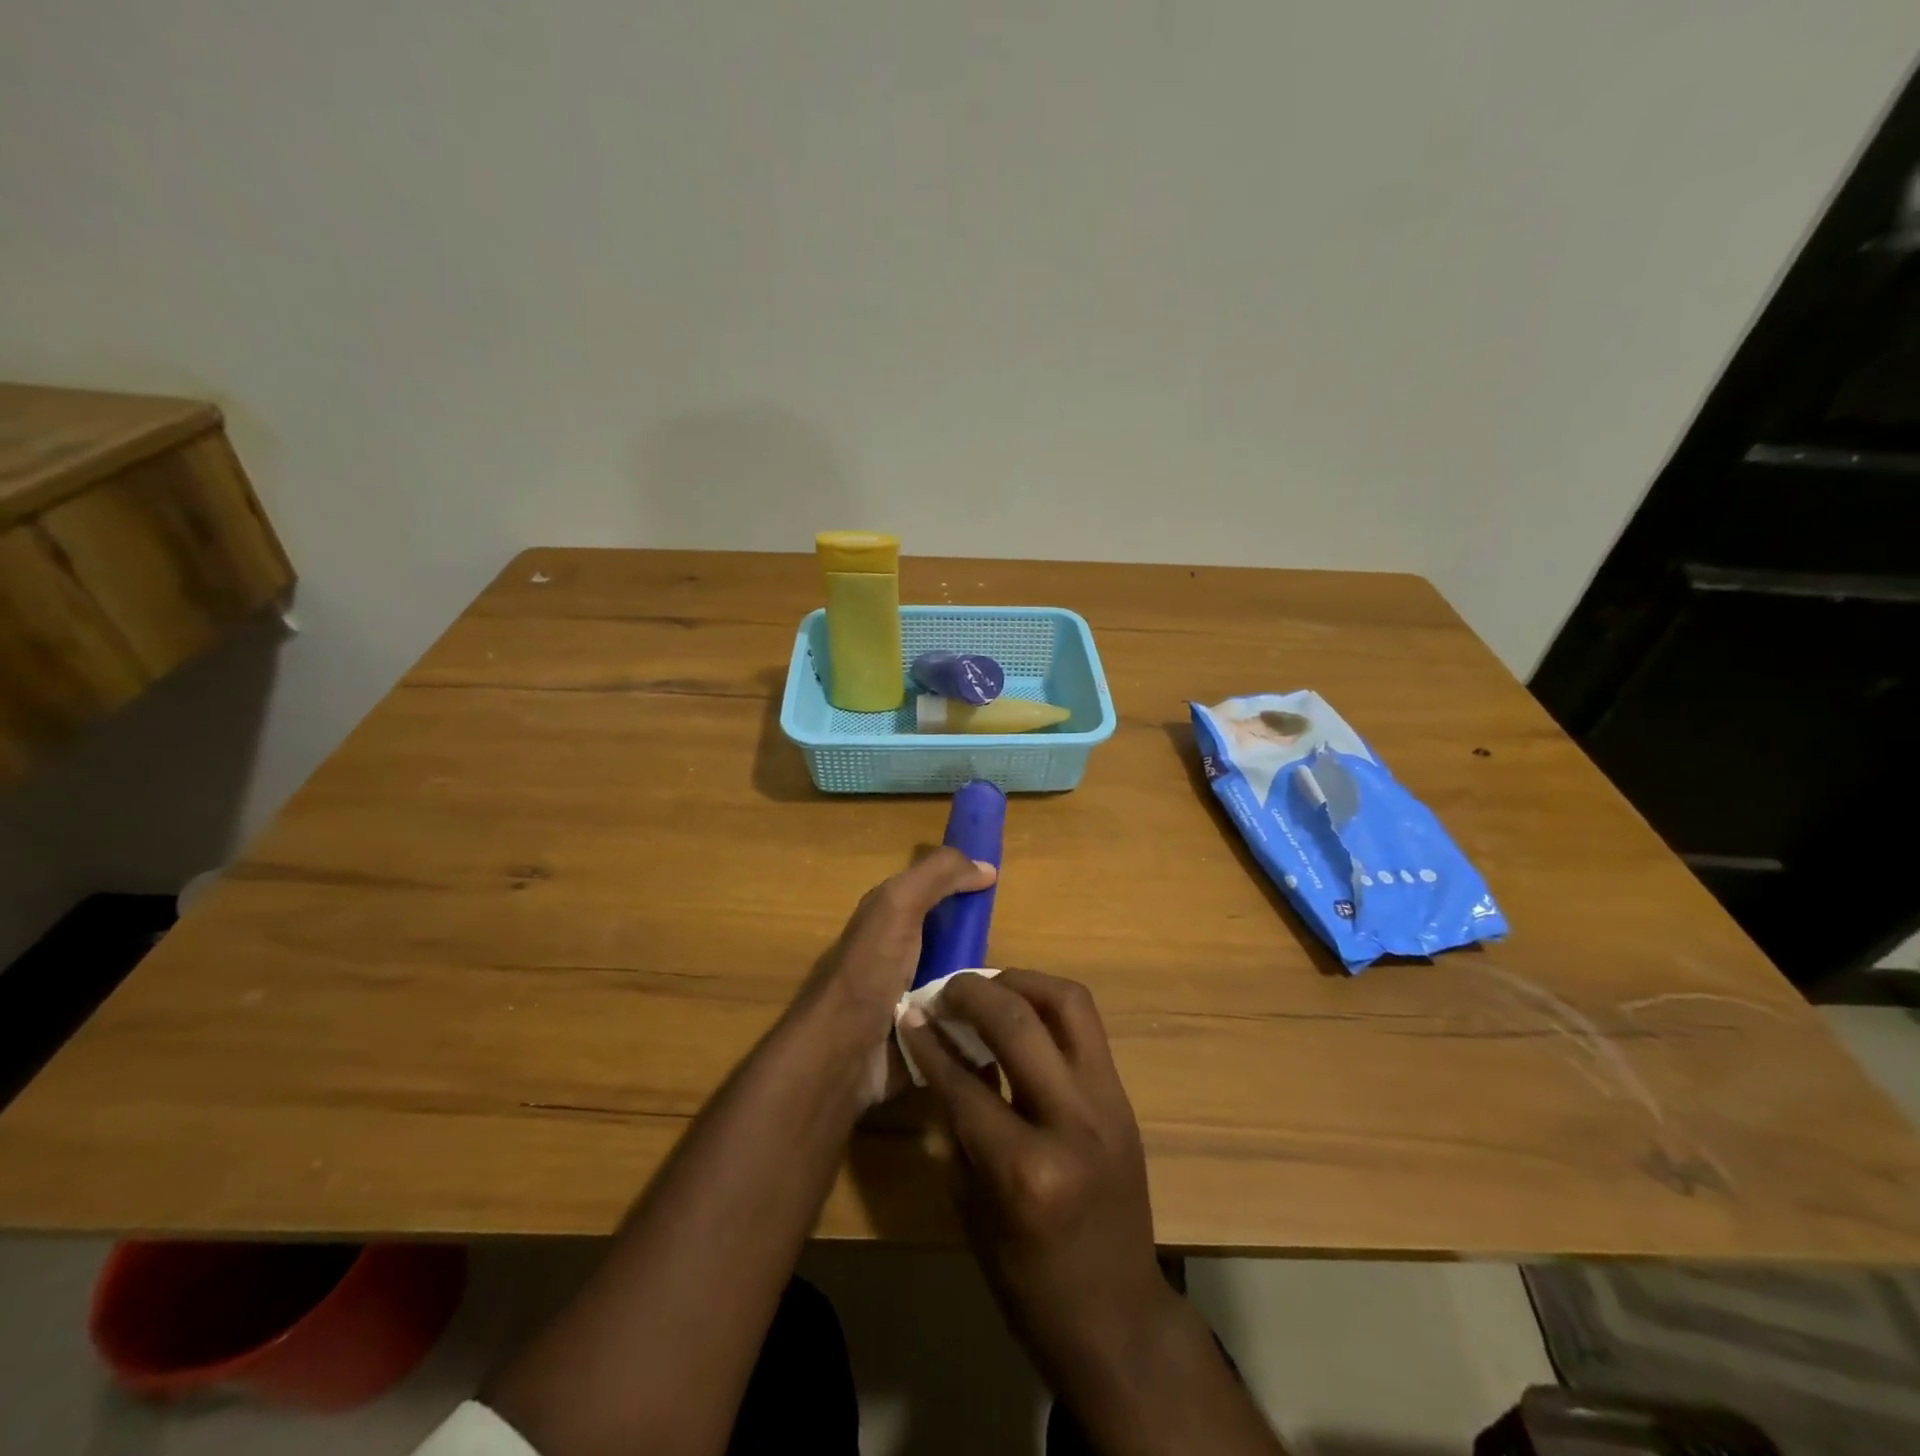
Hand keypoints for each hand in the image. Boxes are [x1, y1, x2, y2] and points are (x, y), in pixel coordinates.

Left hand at [791, 848, 995, 1105]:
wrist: (839, 1055)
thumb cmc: (869, 970)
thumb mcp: (899, 904)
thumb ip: (938, 876)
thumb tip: (987, 867)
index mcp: (890, 919)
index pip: (937, 894)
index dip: (967, 890)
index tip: (1002, 897)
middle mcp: (900, 956)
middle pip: (955, 942)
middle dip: (983, 947)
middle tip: (1013, 952)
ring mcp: (910, 1001)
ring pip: (962, 986)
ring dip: (985, 990)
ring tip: (1018, 994)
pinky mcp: (921, 1040)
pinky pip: (960, 1025)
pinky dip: (978, 1024)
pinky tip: (1002, 1025)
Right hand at [898, 970, 1169, 1391]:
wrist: (1120, 1318)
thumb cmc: (1031, 1283)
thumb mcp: (975, 1211)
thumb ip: (959, 1125)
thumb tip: (939, 1053)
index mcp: (1025, 1171)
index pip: (965, 1082)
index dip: (930, 1042)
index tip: (909, 1012)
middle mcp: (1072, 1122)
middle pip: (1019, 1023)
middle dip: (973, 993)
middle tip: (947, 989)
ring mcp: (1108, 1103)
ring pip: (1068, 1004)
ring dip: (1023, 982)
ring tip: (989, 985)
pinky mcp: (1124, 1096)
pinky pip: (1086, 1027)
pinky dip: (1049, 1006)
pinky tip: (1022, 1012)